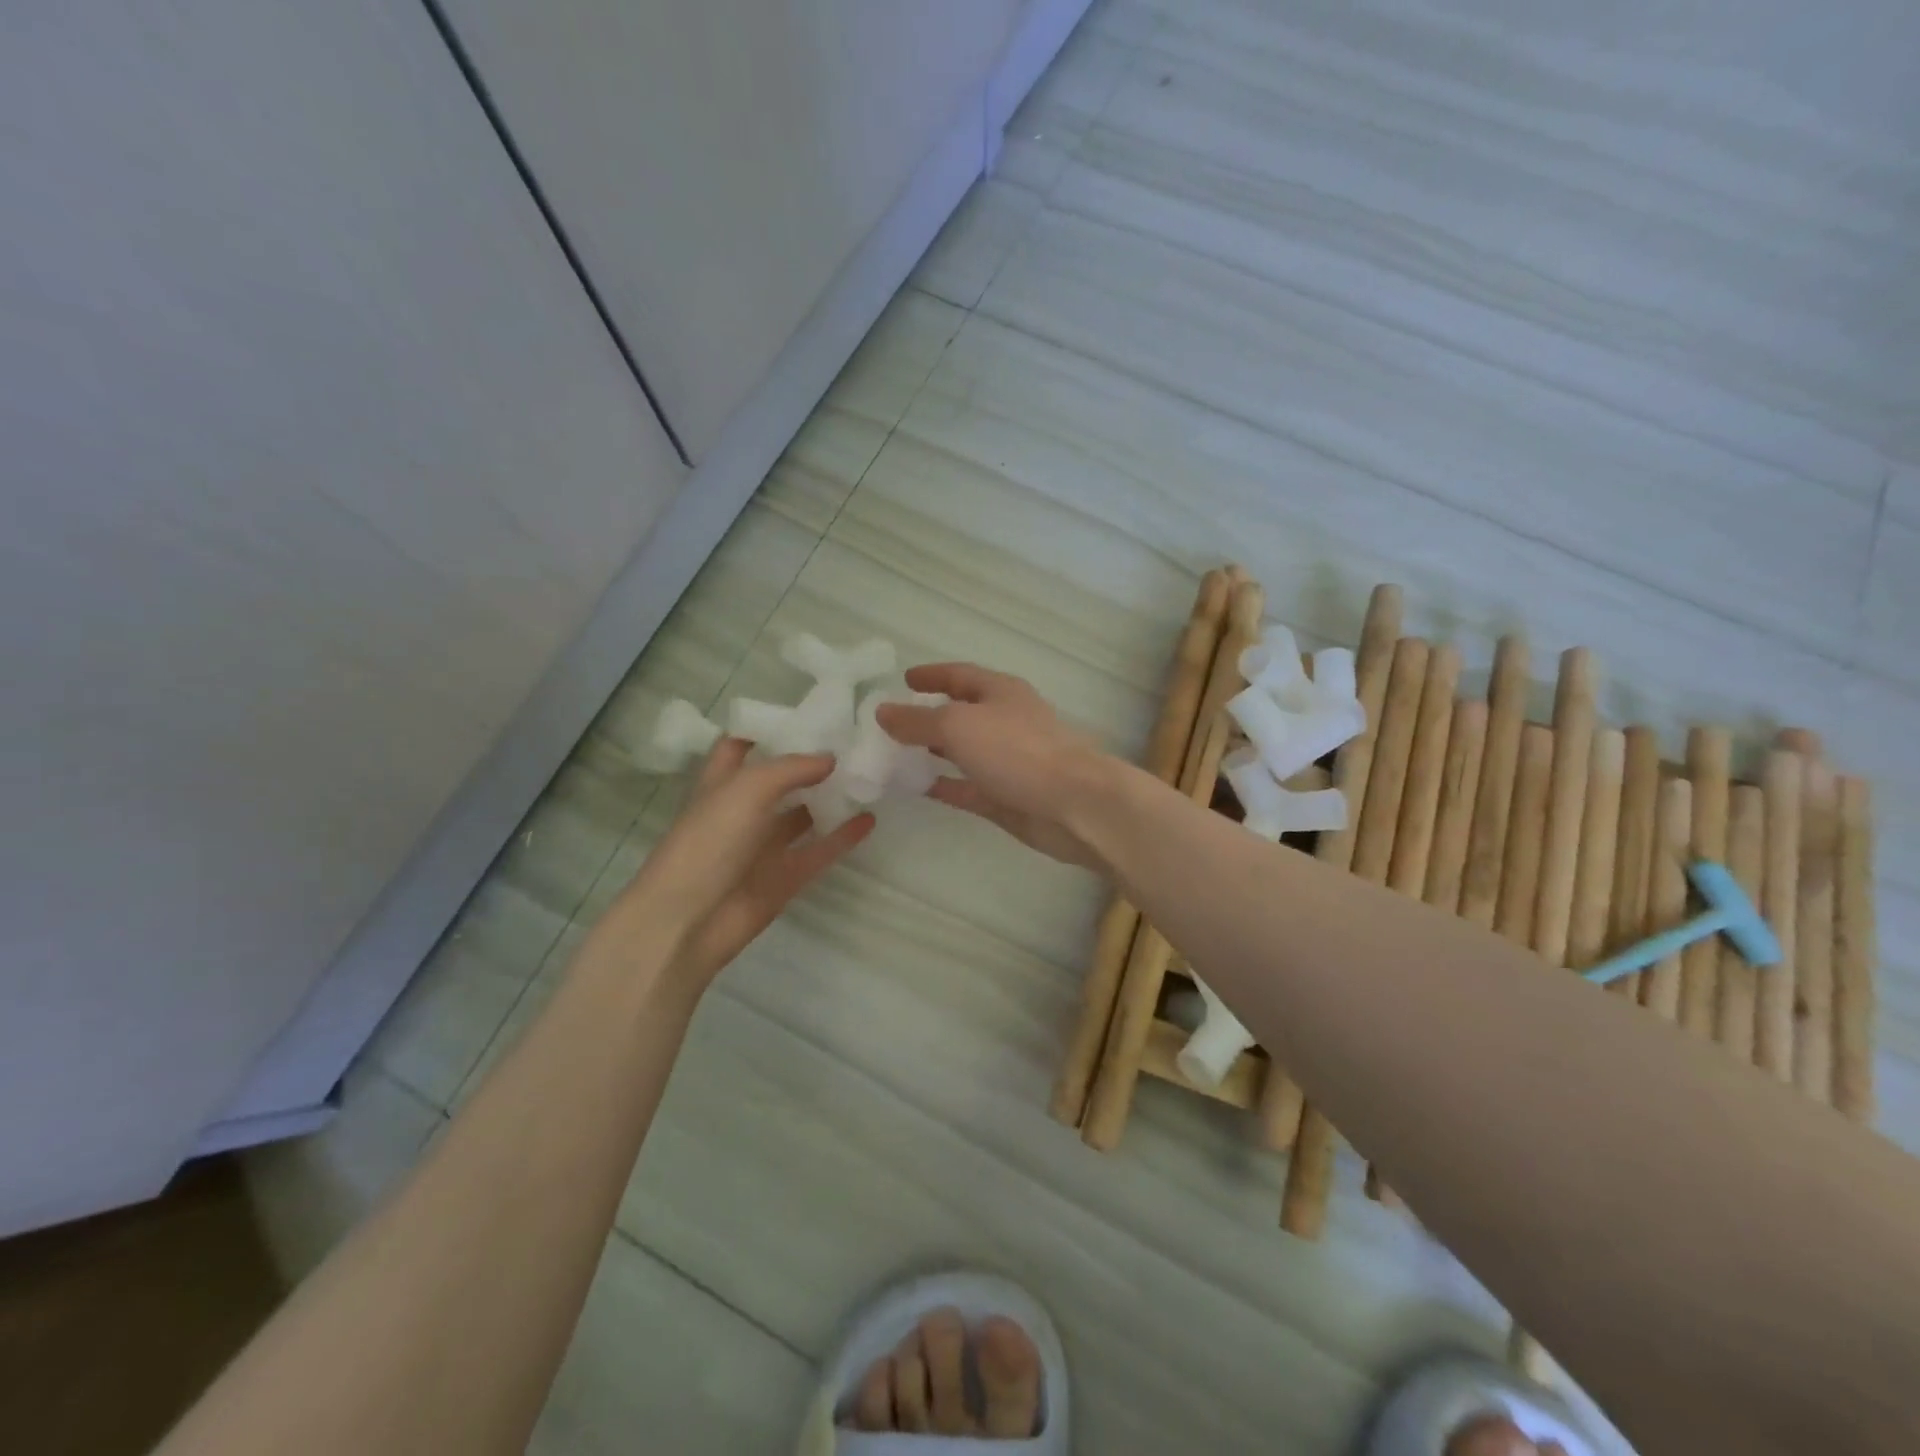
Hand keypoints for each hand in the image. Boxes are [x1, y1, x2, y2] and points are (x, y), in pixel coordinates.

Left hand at [607, 739, 873, 989]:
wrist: (688, 922)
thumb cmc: (708, 843)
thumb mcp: (746, 789)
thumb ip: (791, 768)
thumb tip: (830, 758)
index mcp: (722, 783)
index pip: (741, 744)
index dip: (769, 727)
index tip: (809, 713)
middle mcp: (743, 811)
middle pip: (780, 779)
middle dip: (811, 761)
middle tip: (854, 741)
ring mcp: (764, 846)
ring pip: (803, 814)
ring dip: (831, 797)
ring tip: (869, 775)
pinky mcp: (785, 877)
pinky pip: (820, 850)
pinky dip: (844, 836)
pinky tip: (870, 818)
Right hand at [875, 663, 1110, 868]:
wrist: (1073, 804)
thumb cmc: (1017, 751)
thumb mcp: (958, 726)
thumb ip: (917, 721)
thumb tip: (882, 711)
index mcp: (1000, 692)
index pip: (960, 675)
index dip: (931, 675)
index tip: (904, 679)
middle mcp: (1006, 721)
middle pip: (963, 712)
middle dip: (930, 715)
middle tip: (893, 721)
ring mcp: (1008, 761)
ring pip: (964, 752)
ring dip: (934, 751)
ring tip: (897, 754)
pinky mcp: (1007, 796)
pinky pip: (967, 787)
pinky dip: (944, 785)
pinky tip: (916, 788)